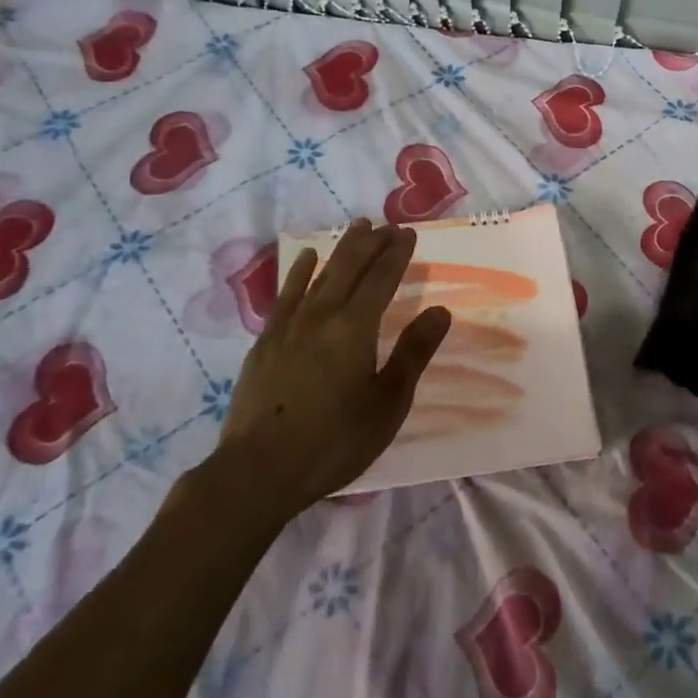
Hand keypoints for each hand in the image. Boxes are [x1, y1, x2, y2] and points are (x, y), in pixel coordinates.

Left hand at [218, 219, 452, 510]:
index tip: (408, 233)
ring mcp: (288, 327)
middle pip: (349, 268)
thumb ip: (413, 353)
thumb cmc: (334, 441)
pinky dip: (299, 272)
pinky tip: (306, 260)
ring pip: (319, 275)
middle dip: (370, 243)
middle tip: (386, 225)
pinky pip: (287, 294)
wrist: (257, 472)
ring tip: (356, 227)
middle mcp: (321, 316)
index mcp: (355, 328)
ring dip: (340, 249)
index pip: (381, 279)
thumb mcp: (387, 403)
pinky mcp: (265, 342)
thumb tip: (439, 310)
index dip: (396, 254)